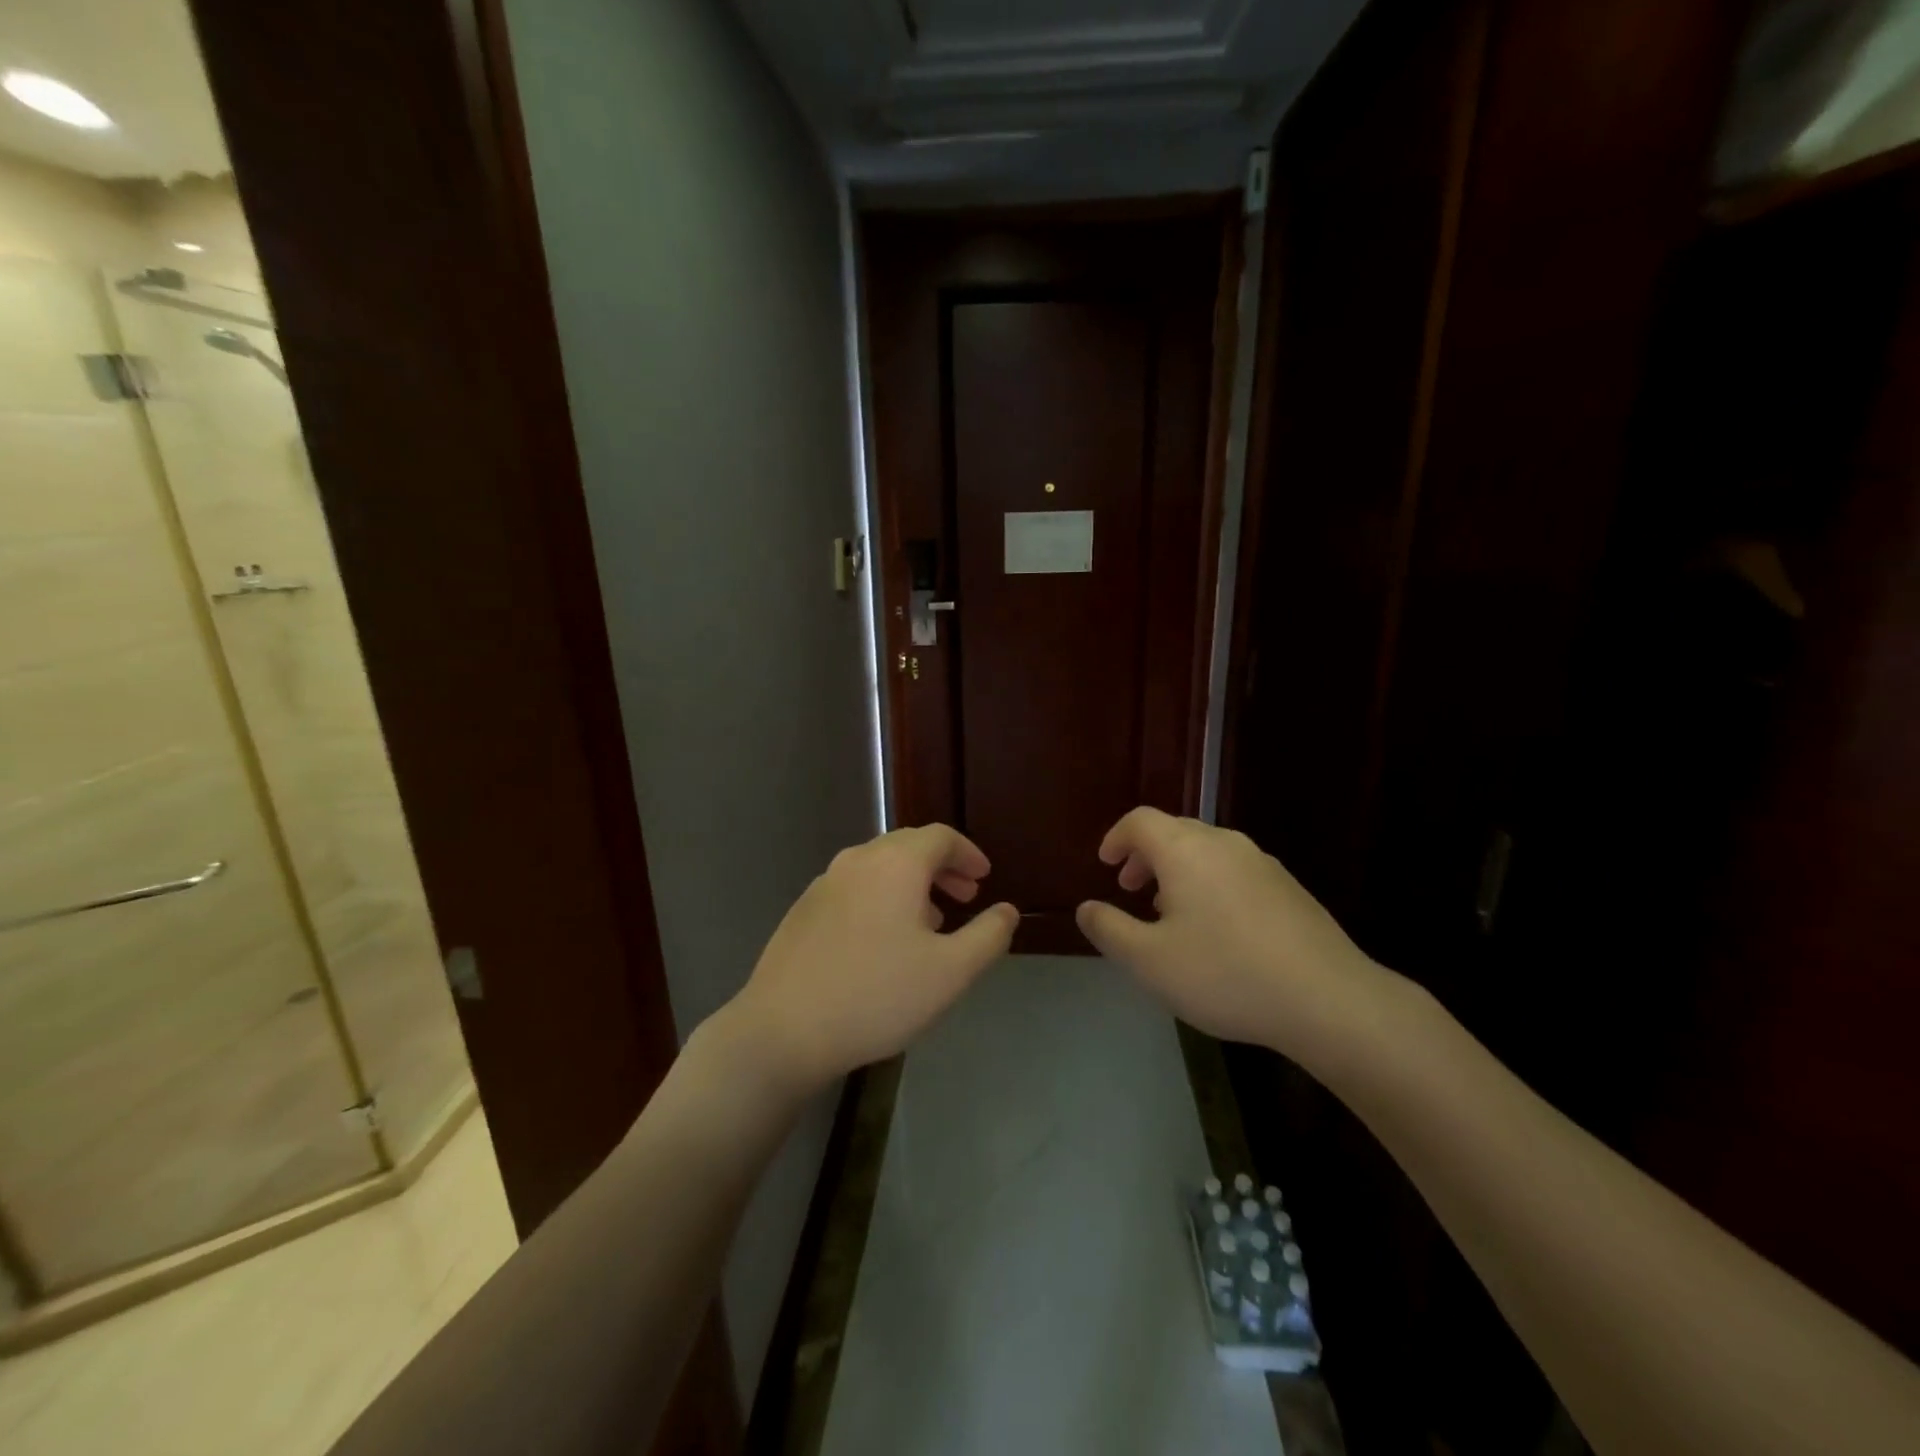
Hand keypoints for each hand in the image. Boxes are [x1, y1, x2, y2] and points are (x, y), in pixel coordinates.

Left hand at [719, 825, 1017, 1092]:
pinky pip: (854, 888)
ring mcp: (824, 883)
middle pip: (908, 847)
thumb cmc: (877, 995)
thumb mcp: (950, 972)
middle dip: (942, 867)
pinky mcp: (803, 910)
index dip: (968, 854)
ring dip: (911, 885)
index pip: (940, 837)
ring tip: (930, 923)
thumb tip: (1007, 911)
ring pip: (879, 868)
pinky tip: (883, 941)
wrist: (783, 1029)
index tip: (984, 879)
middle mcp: (858, 861)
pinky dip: (880, 898)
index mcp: (896, 864)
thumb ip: (988, 936)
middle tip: (965, 897)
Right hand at [1075, 808, 1391, 1063]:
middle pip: (1174, 831)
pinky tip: (1216, 930)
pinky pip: (1234, 870)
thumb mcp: (1149, 961)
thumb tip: (1086, 909)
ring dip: (1178, 870)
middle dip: (1146, 855)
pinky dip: (1210, 883)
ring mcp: (1262, 863)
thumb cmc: (1225, 974)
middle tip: (1132, 890)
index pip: (1140, 821)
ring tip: (1170, 912)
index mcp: (1185, 850)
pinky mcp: (1288, 887)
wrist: (1328, 999)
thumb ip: (1109, 930)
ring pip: (1207, 851)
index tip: (1107, 866)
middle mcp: (1224, 843)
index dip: (1116, 838)